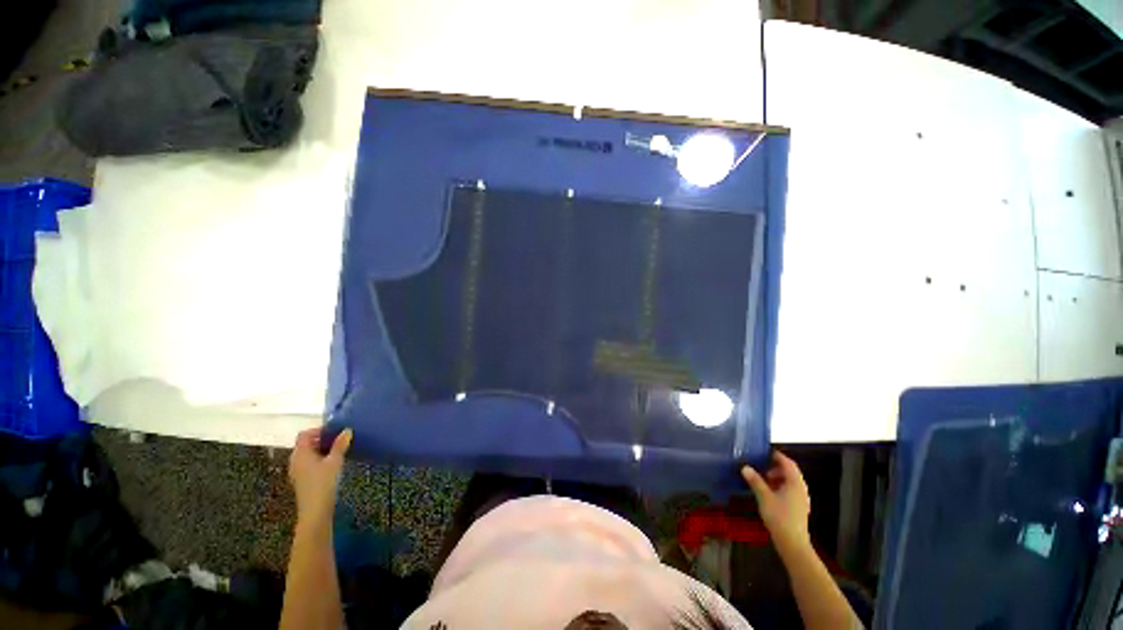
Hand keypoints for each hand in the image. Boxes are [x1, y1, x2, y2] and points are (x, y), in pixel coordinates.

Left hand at [289, 427, 351, 524]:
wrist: (315, 510)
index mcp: (300, 453)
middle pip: (305, 443)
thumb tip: (347, 430)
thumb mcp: (335, 461)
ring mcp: (297, 471)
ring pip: (308, 454)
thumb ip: (340, 445)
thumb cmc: (323, 482)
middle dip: (322, 439)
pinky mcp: (301, 479)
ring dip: (321, 449)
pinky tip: (332, 464)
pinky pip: (308, 463)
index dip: (319, 430)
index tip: (335, 431)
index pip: (305, 434)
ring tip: (338, 450)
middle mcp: (295, 460)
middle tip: (339, 439)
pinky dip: (319, 459)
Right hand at [742, 451, 810, 550]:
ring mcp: (801, 499)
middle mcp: (801, 489)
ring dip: (777, 477)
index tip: (764, 452)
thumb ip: (755, 481)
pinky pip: (790, 490)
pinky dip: (780, 486)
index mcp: (795, 483)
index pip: (788, 463)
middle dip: (775, 467)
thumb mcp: (764, 497)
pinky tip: (768, 492)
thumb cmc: (779, 517)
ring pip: (790, 481)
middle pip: (790, 471)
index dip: (777, 456)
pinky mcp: (798, 507)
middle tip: (761, 466)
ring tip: (763, 479)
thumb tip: (745, 467)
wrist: (792, 543)